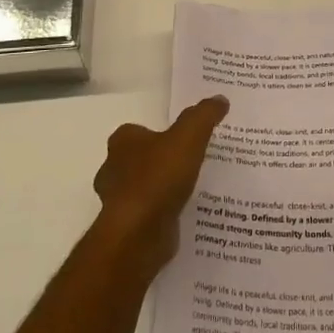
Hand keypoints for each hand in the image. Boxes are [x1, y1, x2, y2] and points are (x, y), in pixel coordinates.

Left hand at [92, 96, 228, 272]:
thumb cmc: (159, 177)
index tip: (182, 139)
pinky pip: (149, 214)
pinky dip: (163, 213)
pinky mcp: (127, 227)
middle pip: (139, 159)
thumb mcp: (189, 136)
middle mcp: (113, 168)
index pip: (139, 131)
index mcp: (123, 142)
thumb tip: (220, 99)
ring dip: (161, 189)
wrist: (139, 233)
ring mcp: (118, 200)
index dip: (159, 133)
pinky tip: (184, 213)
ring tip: (191, 190)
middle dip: (159, 161)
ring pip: (143, 188)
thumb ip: (204, 115)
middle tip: (189, 163)